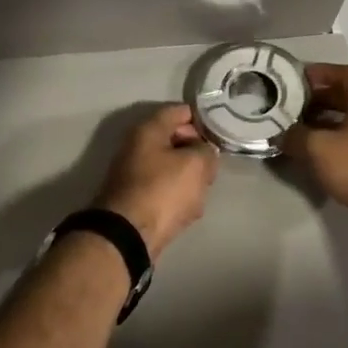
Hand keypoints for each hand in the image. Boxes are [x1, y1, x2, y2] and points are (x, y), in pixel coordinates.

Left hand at [94, 103, 219, 260]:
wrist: (128, 236)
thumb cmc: (162, 191)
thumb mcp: (195, 165)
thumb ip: (206, 151)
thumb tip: (204, 151)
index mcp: (148, 130)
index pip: (179, 111)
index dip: (202, 118)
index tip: (220, 131)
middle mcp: (137, 146)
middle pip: (175, 139)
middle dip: (197, 150)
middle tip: (213, 165)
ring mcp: (135, 173)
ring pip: (171, 166)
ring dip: (189, 176)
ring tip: (203, 189)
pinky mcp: (136, 198)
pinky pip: (164, 188)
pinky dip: (178, 195)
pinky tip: (190, 208)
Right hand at [282, 64, 347, 220]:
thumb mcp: (319, 148)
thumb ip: (296, 137)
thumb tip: (280, 135)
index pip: (345, 74)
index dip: (322, 72)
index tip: (299, 78)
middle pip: (345, 99)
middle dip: (318, 100)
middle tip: (291, 106)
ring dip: (324, 125)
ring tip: (297, 132)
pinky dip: (333, 146)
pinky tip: (315, 158)